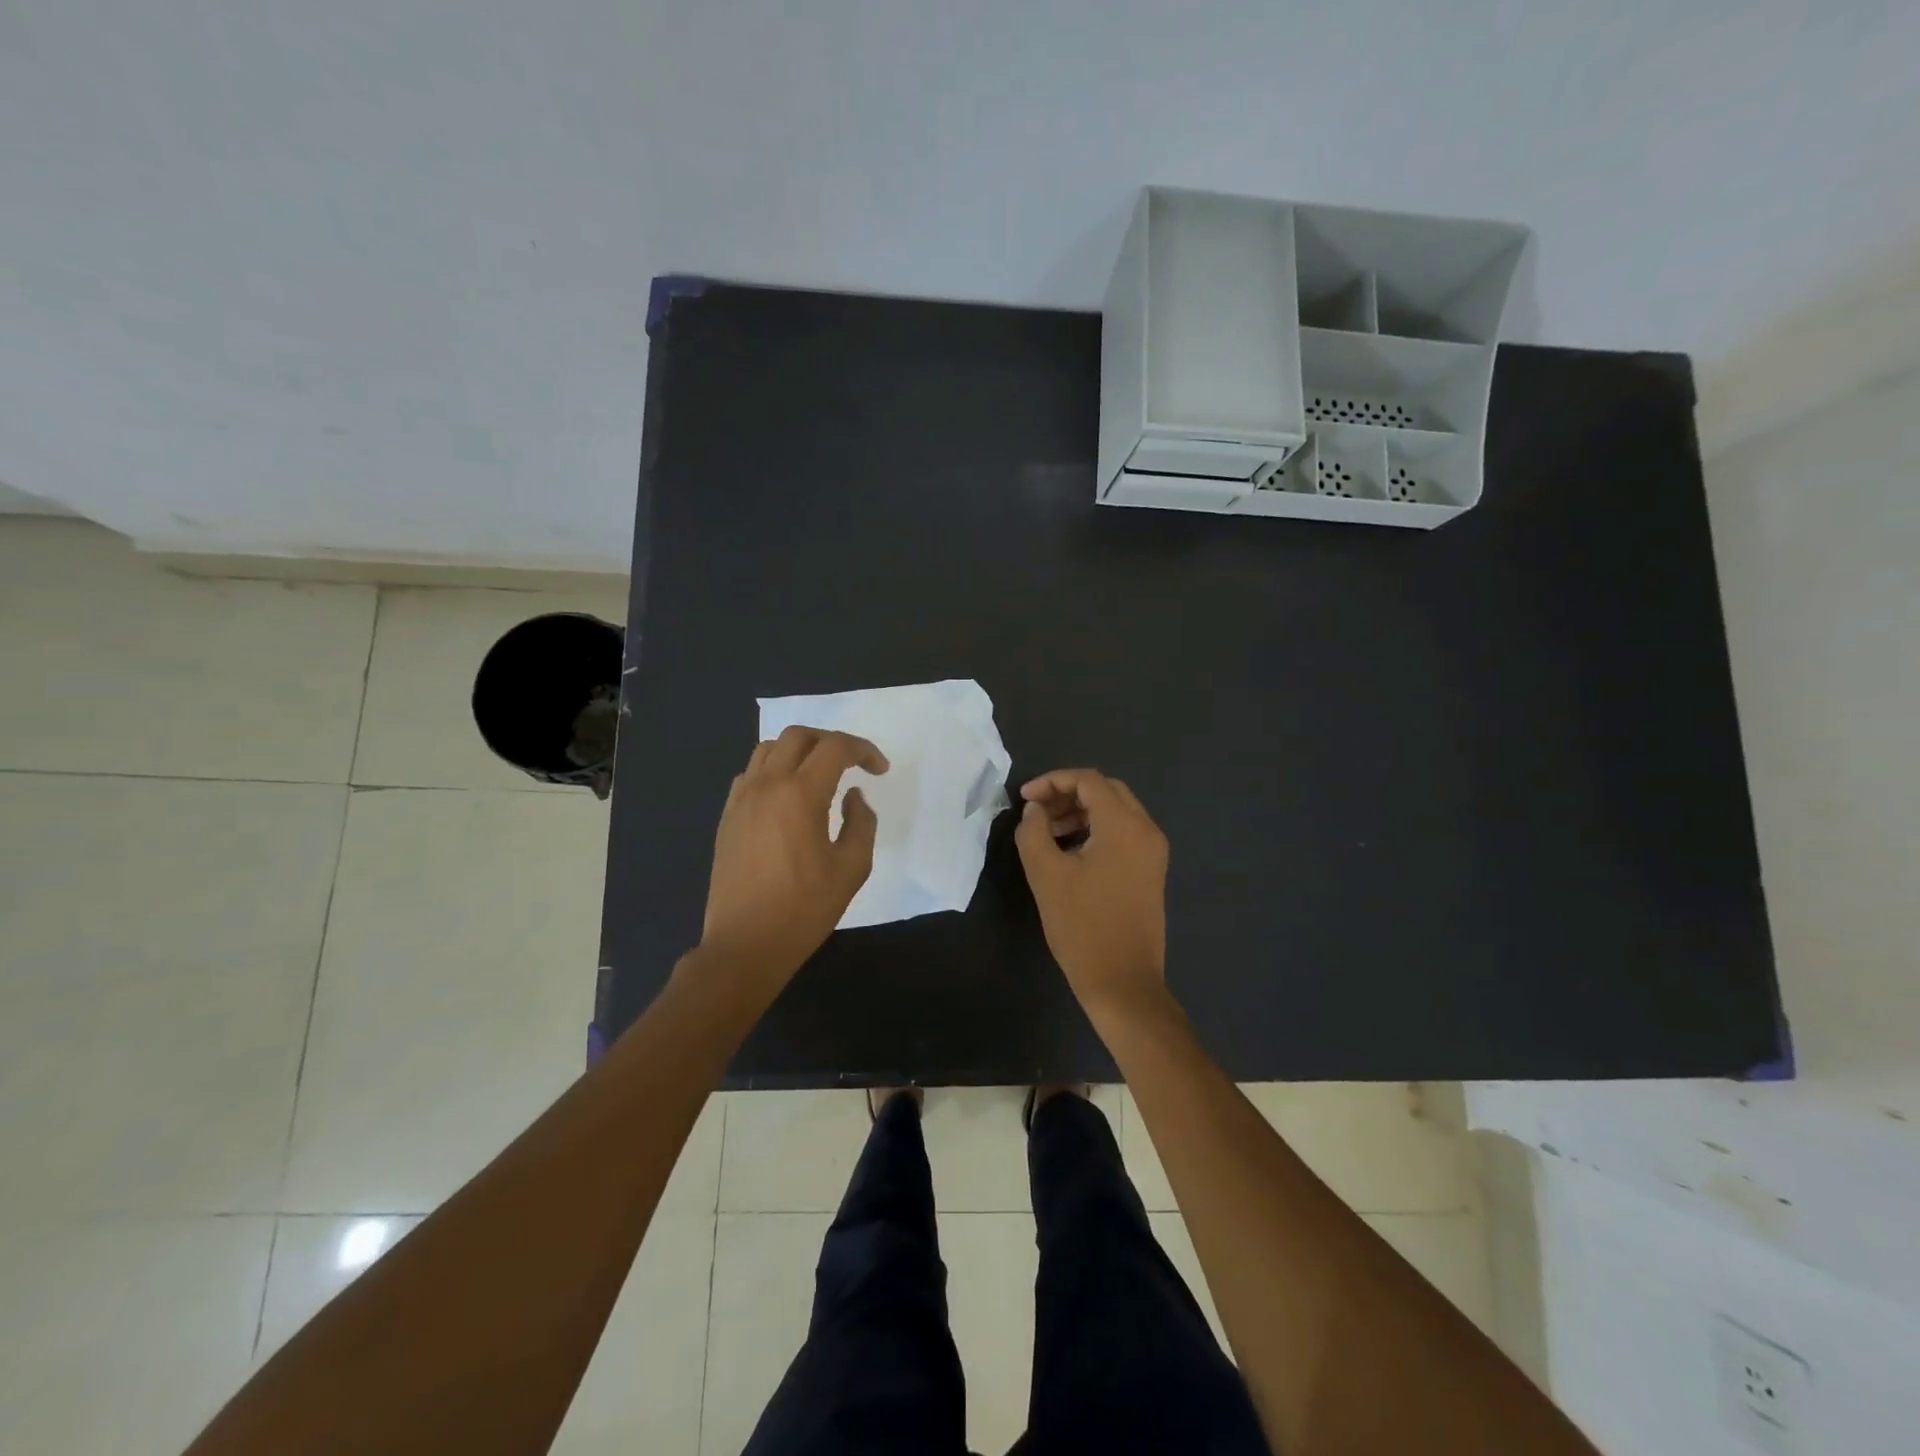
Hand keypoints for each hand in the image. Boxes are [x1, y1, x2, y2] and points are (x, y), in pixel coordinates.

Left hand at [698, 726, 888, 986]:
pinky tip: (787, 797)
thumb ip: (861, 822)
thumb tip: (853, 796)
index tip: (879, 770)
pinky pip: (750, 774)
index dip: (863, 750)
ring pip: (768, 749)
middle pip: (798, 736)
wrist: (745, 945)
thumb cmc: (804, 909)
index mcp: (800, 795)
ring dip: (799, 751)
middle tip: (852, 764)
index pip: (835, 748)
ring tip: (819, 775)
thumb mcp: (851, 869)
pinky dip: (774, 770)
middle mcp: (766, 786)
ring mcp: (741, 800)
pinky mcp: (727, 817)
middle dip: (831, 741)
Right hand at [1015, 768, 1169, 1018]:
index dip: (1052, 781)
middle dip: (1067, 793)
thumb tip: (1035, 810)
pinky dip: (1095, 829)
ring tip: (1047, 832)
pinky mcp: (1151, 871)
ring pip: (1116, 811)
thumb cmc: (1082, 927)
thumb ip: (1034, 832)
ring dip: (1080, 812)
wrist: (1123, 983)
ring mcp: (1153, 852)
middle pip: (1106, 791)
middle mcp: (1146, 831)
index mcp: (1124, 826)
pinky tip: (1069, 850)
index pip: (1088, 780)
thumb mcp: (1046, 875)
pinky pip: (1123, 833)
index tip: (1024, 799)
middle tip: (1036, 812)